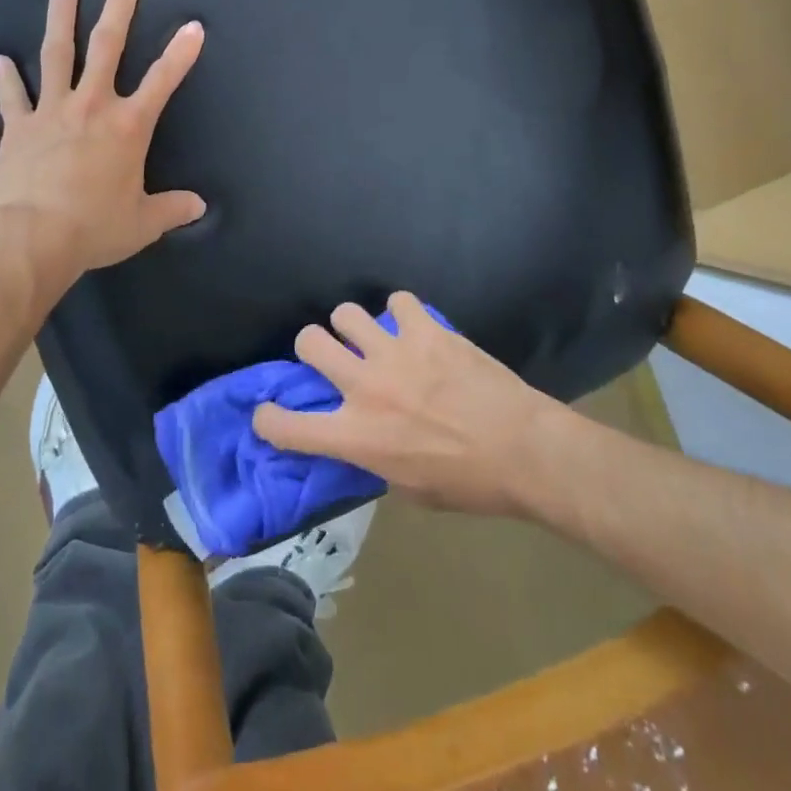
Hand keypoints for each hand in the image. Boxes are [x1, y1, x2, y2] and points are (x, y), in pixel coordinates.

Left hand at [0, 0, 205, 279]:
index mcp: (128, 126)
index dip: (181, 53)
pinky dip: (5, 77)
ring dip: (60, 18)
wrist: (33, 239)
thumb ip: (172, 209)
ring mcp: (52, 111)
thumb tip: (200, 207)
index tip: (193, 26)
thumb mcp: (142, 223)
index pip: (163, 81)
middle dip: (119, 10)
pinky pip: (12, 96)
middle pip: (107, 47)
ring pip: (57, 54)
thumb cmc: (94, 227)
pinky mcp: (19, 126)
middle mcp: (92, 106)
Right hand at [252, 292, 557, 517]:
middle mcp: (364, 387)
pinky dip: (400, 313)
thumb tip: (363, 437)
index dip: (268, 419)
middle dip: (312, 347)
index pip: (287, 426)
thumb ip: (374, 458)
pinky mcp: (425, 330)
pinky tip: (413, 327)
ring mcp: (394, 353)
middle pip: (308, 343)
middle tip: (332, 356)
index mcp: (356, 436)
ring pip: (345, 313)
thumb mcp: (408, 489)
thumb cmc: (468, 482)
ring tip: (370, 336)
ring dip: (352, 326)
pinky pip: (397, 301)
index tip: (269, 415)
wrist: (523, 450)